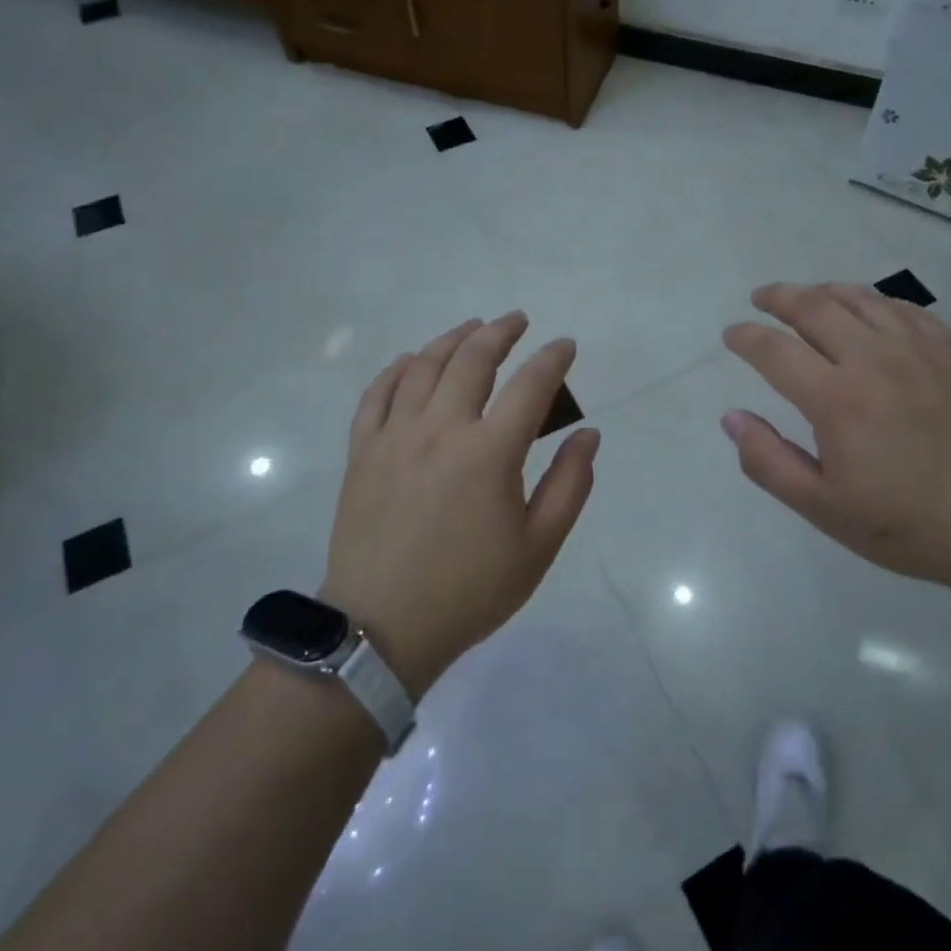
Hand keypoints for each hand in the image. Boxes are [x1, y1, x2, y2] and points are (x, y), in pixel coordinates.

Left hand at [320, 313, 600, 696]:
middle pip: (472, 359)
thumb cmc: (470, 590)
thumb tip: (588, 434)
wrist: (381, 629)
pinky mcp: (363, 452)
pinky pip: (377, 393)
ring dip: (453, 339)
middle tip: (518, 321)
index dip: (552, 358)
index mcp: (489, 454)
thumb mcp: (538, 547)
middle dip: (500, 332)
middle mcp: (440, 430)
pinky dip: (398, 368)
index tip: (565, 346)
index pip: (530, 386)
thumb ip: (570, 485)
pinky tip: (413, 360)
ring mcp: (394, 437)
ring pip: (424, 367)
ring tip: (472, 328)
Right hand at [722, 282, 950, 587]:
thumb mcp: (823, 507)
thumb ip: (769, 461)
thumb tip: (731, 418)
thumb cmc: (906, 523)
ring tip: (807, 294)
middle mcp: (872, 358)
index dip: (746, 337)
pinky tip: (870, 310)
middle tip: (761, 298)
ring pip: (860, 299)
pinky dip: (875, 301)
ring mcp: (917, 349)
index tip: (732, 334)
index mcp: (835, 398)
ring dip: (824, 291)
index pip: (774, 350)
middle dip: (779, 297)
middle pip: (814, 307)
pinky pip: (905, 309)